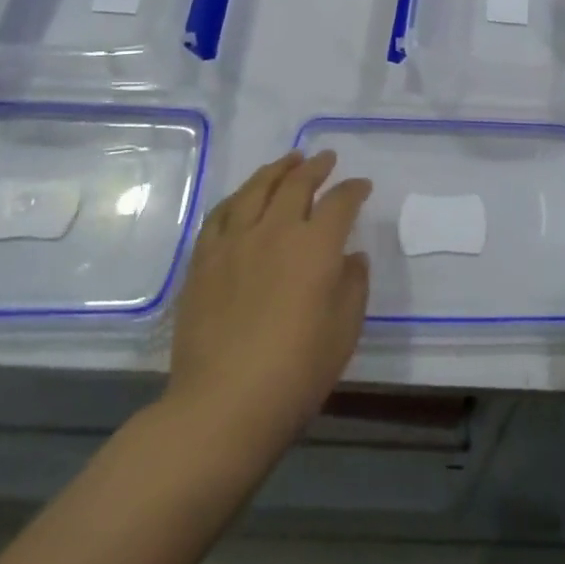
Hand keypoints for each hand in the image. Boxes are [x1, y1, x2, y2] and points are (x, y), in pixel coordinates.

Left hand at [158, 152, 370, 459]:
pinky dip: (237, 197)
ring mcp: (234, 243)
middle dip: (316, 167)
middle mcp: (275, 231)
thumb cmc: (297, 371)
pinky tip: (243, 196)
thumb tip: (350, 257)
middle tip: (326, 158)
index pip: (340, 202)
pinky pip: (220, 215)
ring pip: (255, 189)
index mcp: (316, 246)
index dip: (354, 189)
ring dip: (276, 170)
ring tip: (288, 161)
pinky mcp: (203, 261)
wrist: (223, 405)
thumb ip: (353, 285)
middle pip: (296, 184)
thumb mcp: (344, 330)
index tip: (362, 186)